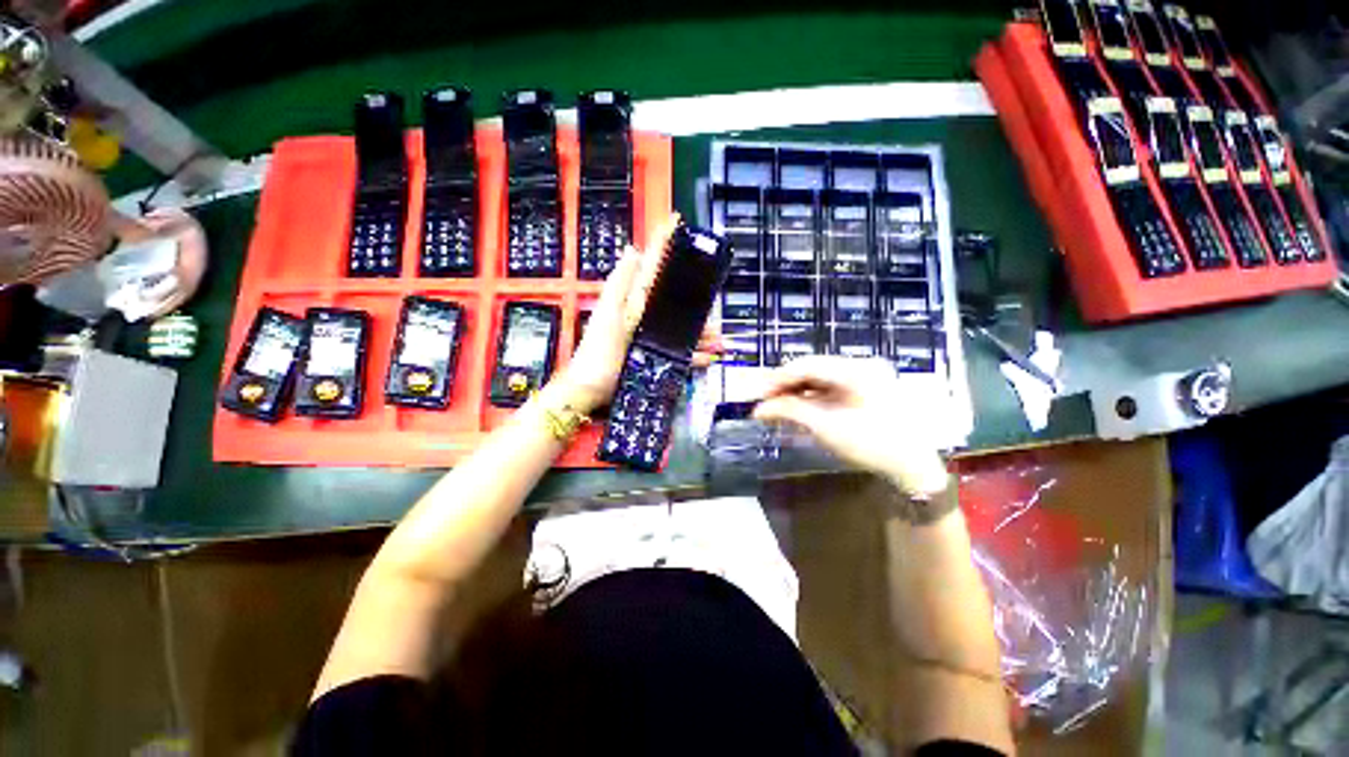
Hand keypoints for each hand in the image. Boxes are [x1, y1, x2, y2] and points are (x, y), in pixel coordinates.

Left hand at [553, 214, 722, 413]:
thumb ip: (621, 285)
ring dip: (700, 334)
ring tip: (720, 342)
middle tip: (715, 313)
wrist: (590, 390)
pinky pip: (677, 352)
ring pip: (680, 329)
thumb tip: (633, 250)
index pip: (651, 267)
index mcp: (632, 300)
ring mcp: (649, 336)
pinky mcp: (652, 356)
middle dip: (696, 307)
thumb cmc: (599, 352)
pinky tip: (707, 359)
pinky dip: (692, 355)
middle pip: (673, 303)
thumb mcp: (609, 316)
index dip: (663, 245)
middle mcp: (642, 315)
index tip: (677, 222)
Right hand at [752, 356, 950, 494]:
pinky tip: (798, 406)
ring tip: (777, 406)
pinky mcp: (865, 389)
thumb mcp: (826, 427)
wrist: (914, 468)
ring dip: (797, 391)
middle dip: (786, 385)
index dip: (778, 378)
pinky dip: (812, 397)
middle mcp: (861, 365)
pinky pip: (831, 387)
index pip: (807, 365)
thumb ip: (790, 411)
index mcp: (856, 369)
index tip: (758, 394)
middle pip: (813, 369)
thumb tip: (759, 409)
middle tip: (765, 401)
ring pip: (820, 378)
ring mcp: (865, 377)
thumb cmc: (872, 445)